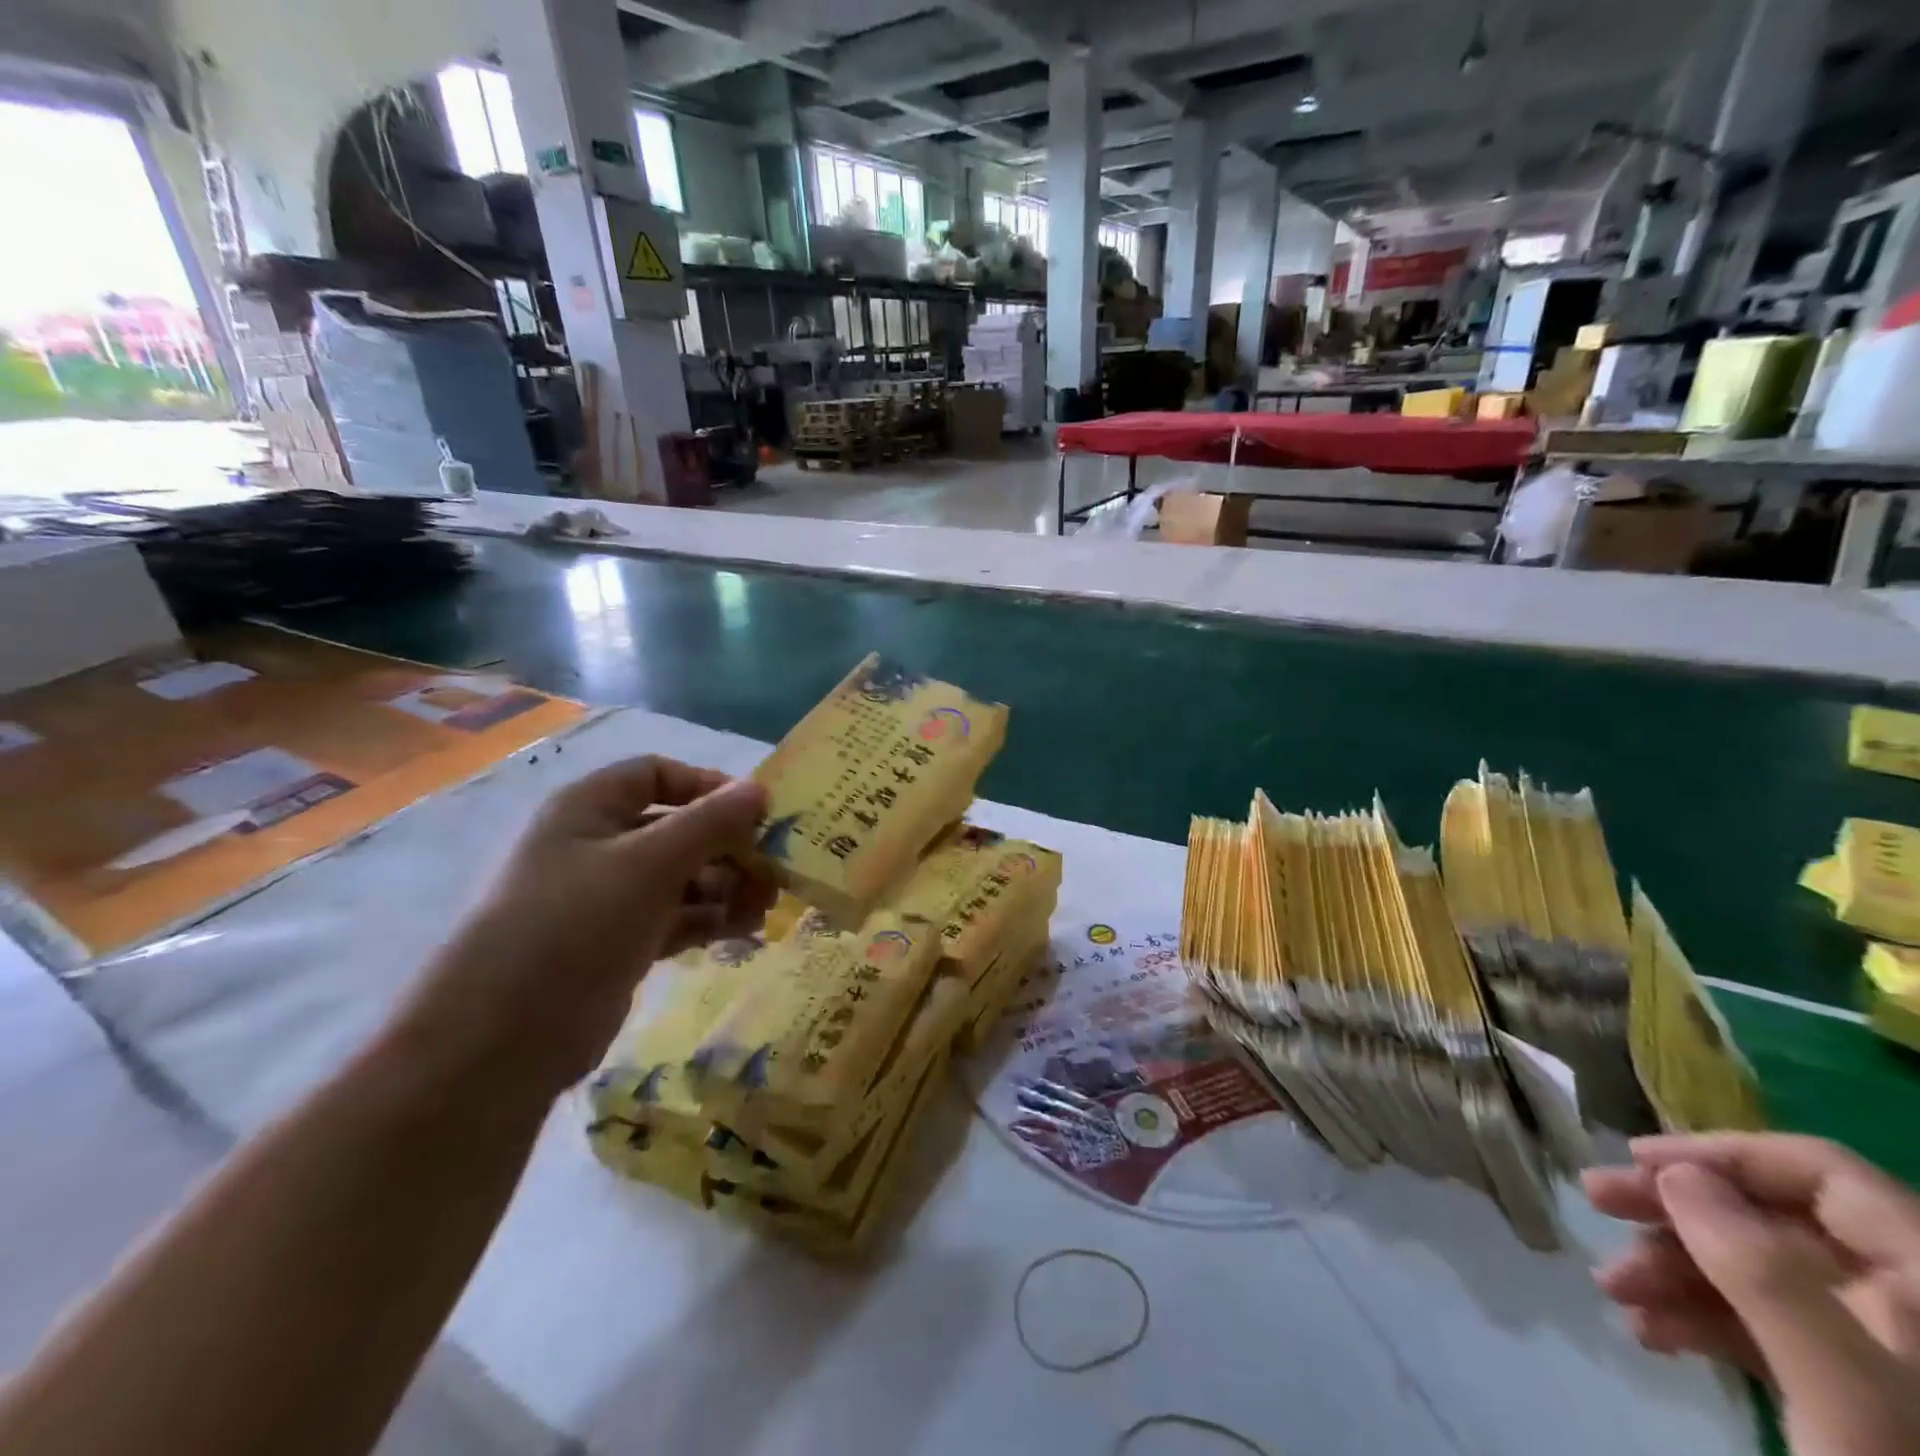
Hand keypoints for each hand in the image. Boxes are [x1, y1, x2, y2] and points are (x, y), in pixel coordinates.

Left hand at [397, 756, 774, 1098]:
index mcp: (589, 809)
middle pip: (677, 829)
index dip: (709, 786)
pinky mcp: (618, 944)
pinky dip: (709, 919)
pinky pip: (675, 917)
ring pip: (681, 877)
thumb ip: (709, 823)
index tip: (756, 814)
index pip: (658, 775)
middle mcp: (597, 846)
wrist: (501, 1041)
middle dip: (728, 847)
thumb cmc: (575, 926)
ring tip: (764, 907)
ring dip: (727, 886)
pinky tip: (743, 930)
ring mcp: (607, 899)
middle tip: (773, 870)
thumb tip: (760, 790)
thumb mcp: (649, 863)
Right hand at [1586, 1134, 1919, 1455]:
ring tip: (1613, 1289)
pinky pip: (1769, 1330)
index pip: (1819, 1173)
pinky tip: (1651, 1333)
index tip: (1634, 1159)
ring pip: (1759, 1273)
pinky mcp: (1859, 1396)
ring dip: (1674, 1270)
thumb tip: (1674, 1172)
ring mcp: (1886, 1354)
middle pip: (1776, 1220)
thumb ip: (1762, 1272)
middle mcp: (1910, 1303)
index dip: (1723, 1154)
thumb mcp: (1845, 1392)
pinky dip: (1702, 1321)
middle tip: (1594, 1200)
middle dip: (1676, 1210)